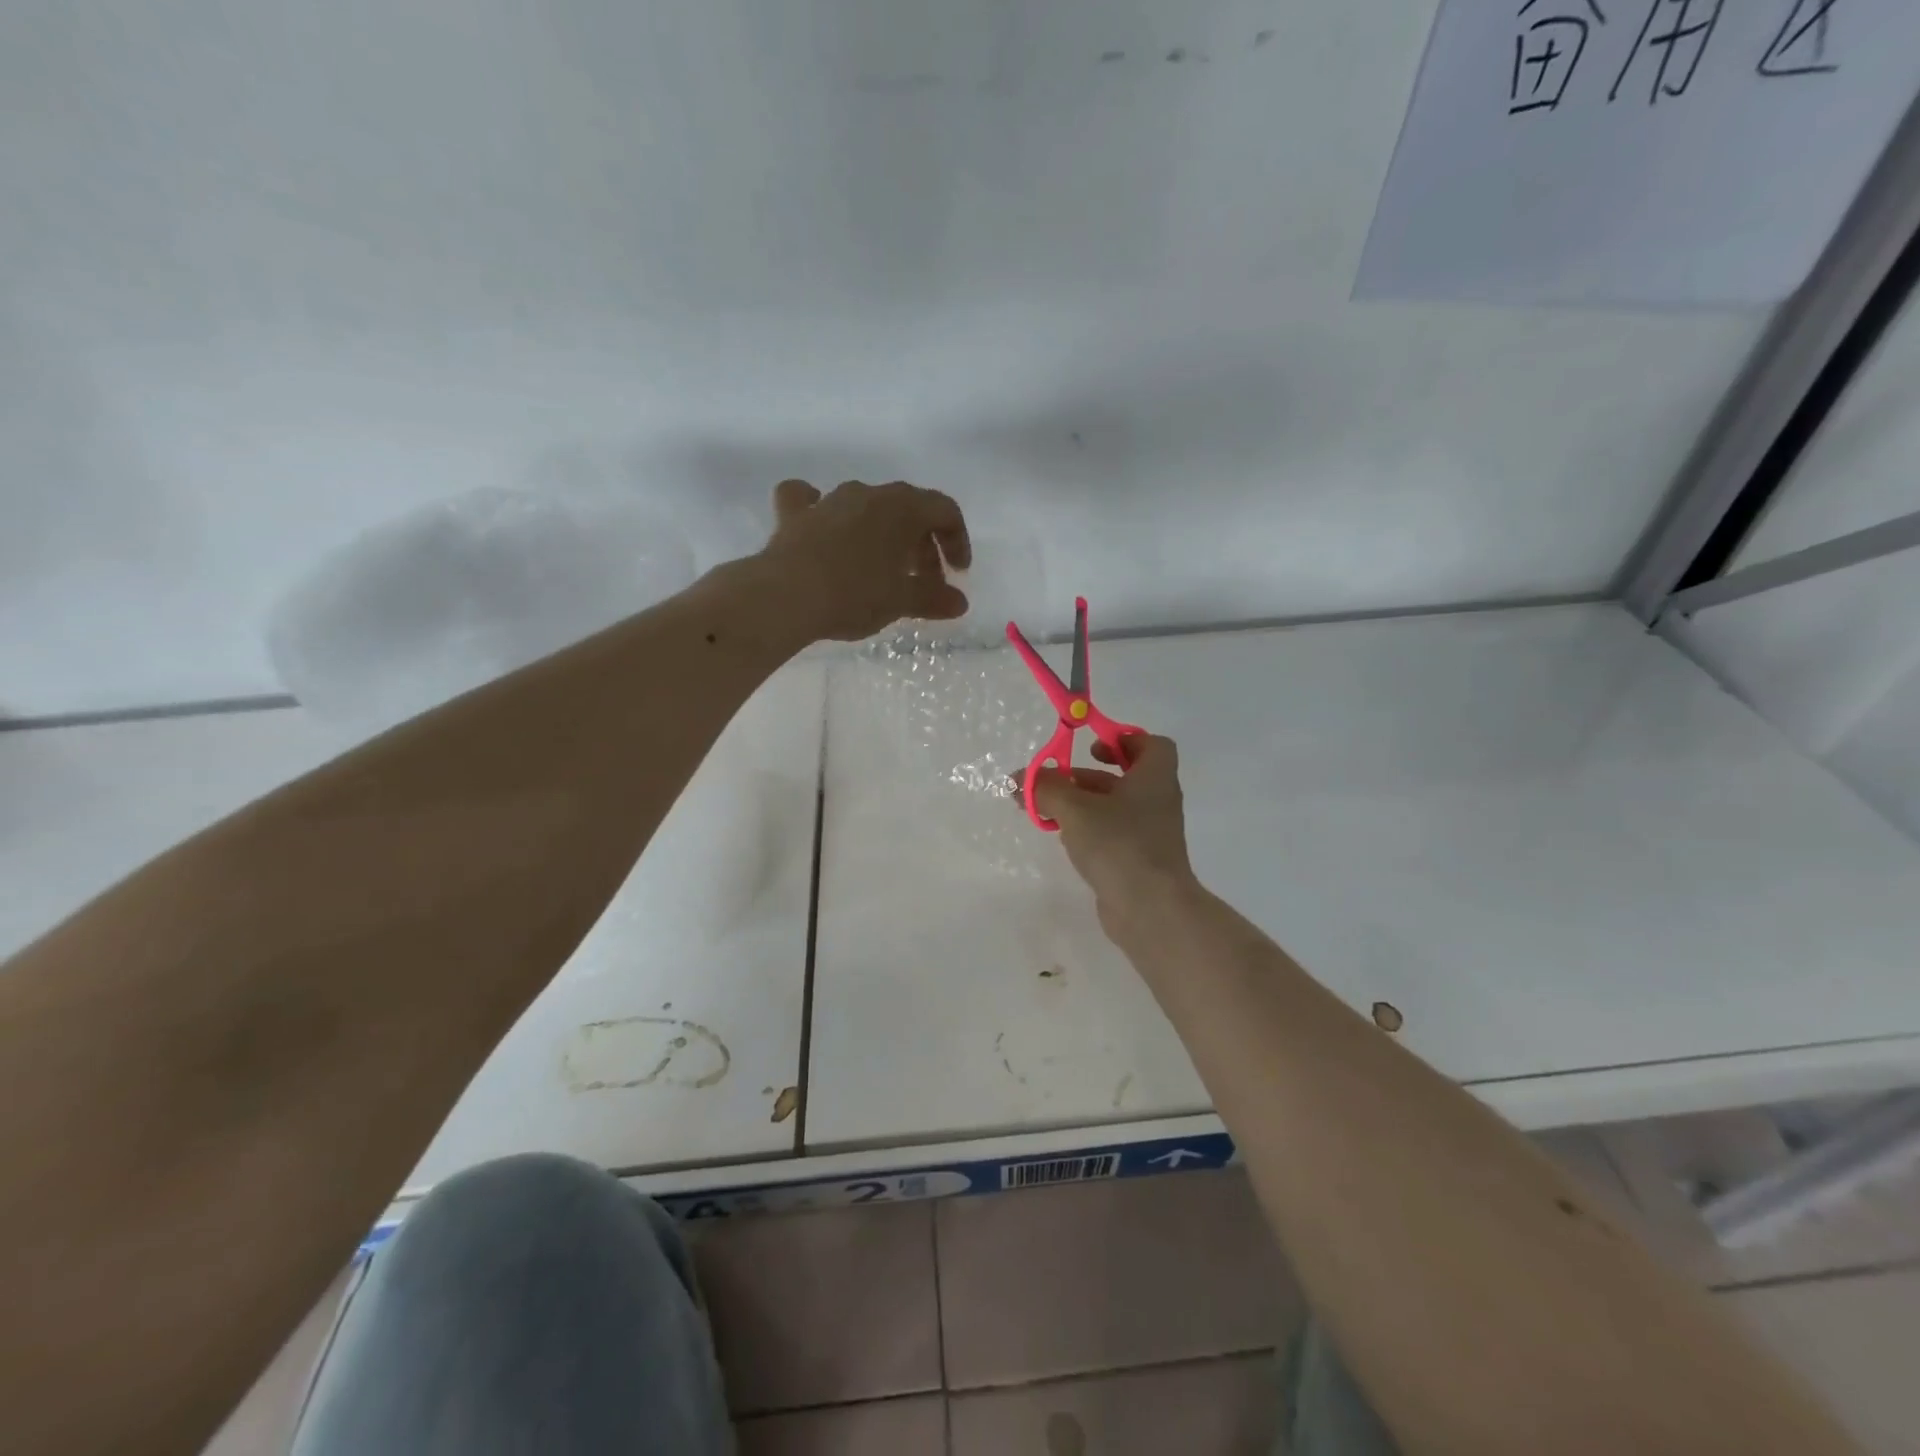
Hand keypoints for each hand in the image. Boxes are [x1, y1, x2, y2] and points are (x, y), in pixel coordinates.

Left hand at [758, 479, 971, 641]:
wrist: (786, 595)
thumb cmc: (854, 594)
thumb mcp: (900, 601)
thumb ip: (933, 598)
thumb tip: (959, 602)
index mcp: (902, 507)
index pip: (944, 511)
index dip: (957, 540)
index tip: (957, 574)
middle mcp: (867, 494)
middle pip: (908, 511)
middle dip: (922, 546)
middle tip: (924, 583)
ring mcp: (828, 501)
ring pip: (866, 508)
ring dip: (882, 534)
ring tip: (882, 569)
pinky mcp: (794, 515)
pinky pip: (810, 501)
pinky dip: (820, 511)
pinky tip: (820, 525)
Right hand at [1032, 735, 1196, 926]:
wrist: (1151, 909)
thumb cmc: (1119, 844)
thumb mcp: (1074, 808)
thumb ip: (1045, 788)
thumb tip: (1019, 777)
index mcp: (1154, 778)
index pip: (1152, 745)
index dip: (1123, 740)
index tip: (1092, 747)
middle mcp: (1157, 802)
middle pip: (1124, 777)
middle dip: (1085, 776)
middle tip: (1053, 781)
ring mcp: (1150, 834)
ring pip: (1114, 808)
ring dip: (1081, 804)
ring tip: (1044, 811)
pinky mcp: (1139, 861)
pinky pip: (1112, 835)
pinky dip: (1089, 831)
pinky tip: (1063, 839)